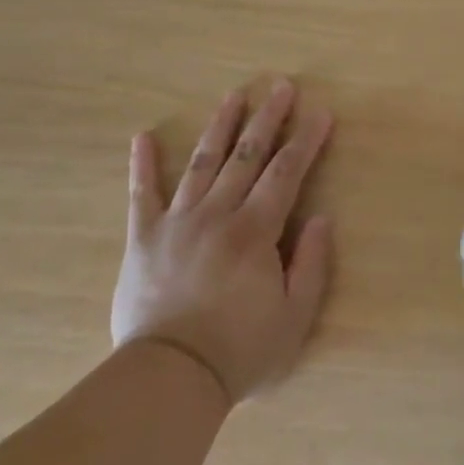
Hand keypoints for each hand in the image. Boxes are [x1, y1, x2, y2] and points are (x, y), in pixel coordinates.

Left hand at [110, 80, 334, 403]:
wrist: (170, 378)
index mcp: (255, 232)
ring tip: (233, 95)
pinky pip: (141, 194)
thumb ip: (312, 264)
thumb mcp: (295, 317)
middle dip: (267, 119)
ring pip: (201, 163)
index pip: (286, 174)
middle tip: (280, 86)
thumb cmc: (241, 350)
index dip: (305, 141)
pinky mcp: (143, 238)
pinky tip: (142, 136)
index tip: (320, 113)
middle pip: (246, 156)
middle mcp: (217, 215)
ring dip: (219, 126)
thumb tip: (322, 218)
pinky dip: (142, 165)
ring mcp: (176, 223)